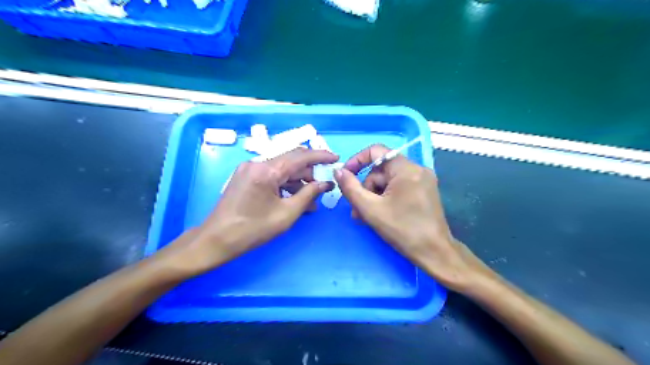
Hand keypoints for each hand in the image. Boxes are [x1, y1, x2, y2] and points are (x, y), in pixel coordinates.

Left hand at [165, 147, 337, 274]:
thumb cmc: (252, 230)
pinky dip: (285, 185)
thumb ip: (308, 194)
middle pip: (291, 161)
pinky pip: (271, 176)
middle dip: (309, 173)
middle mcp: (257, 163)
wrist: (216, 240)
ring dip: (298, 181)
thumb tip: (325, 183)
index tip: (336, 159)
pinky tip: (295, 199)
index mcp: (266, 170)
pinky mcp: (245, 177)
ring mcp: (249, 169)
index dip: (321, 156)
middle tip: (323, 187)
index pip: (300, 156)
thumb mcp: (286, 214)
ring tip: (311, 200)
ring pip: (281, 169)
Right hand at [335, 144, 493, 291]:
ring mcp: (423, 180)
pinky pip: (398, 187)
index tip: (346, 176)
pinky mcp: (424, 191)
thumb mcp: (371, 209)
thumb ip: (351, 188)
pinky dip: (386, 198)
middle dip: (366, 188)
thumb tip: (338, 171)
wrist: (435, 253)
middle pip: (381, 170)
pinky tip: (380, 214)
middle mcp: (417, 169)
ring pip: (388, 180)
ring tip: (366, 217)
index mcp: (406, 169)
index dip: (357, 161)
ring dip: (374, 196)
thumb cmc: (403, 230)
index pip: (376, 151)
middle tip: (357, 210)